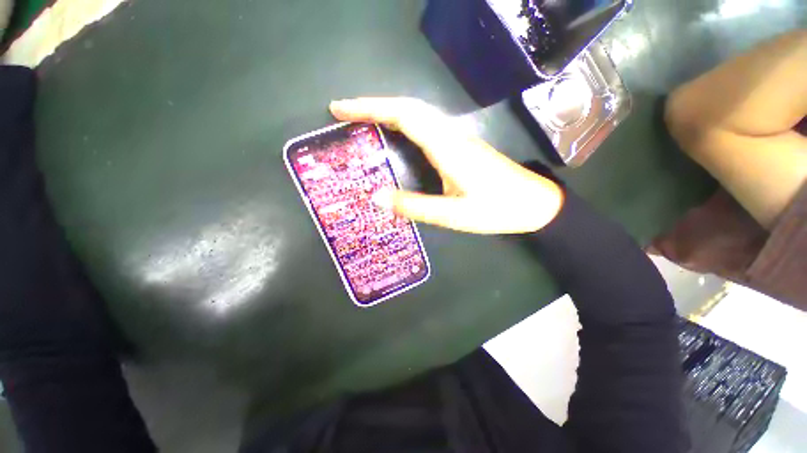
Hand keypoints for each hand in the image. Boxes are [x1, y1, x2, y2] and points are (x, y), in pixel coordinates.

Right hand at [330, 97, 564, 233]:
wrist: (535, 204)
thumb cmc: (497, 210)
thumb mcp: (452, 215)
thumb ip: (414, 206)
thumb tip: (375, 197)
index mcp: (447, 148)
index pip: (403, 116)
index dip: (369, 108)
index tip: (340, 109)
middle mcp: (451, 135)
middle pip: (407, 107)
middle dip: (372, 106)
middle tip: (343, 113)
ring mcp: (457, 139)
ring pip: (417, 114)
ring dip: (386, 112)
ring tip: (360, 121)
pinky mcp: (460, 146)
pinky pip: (425, 126)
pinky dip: (403, 123)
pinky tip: (394, 133)